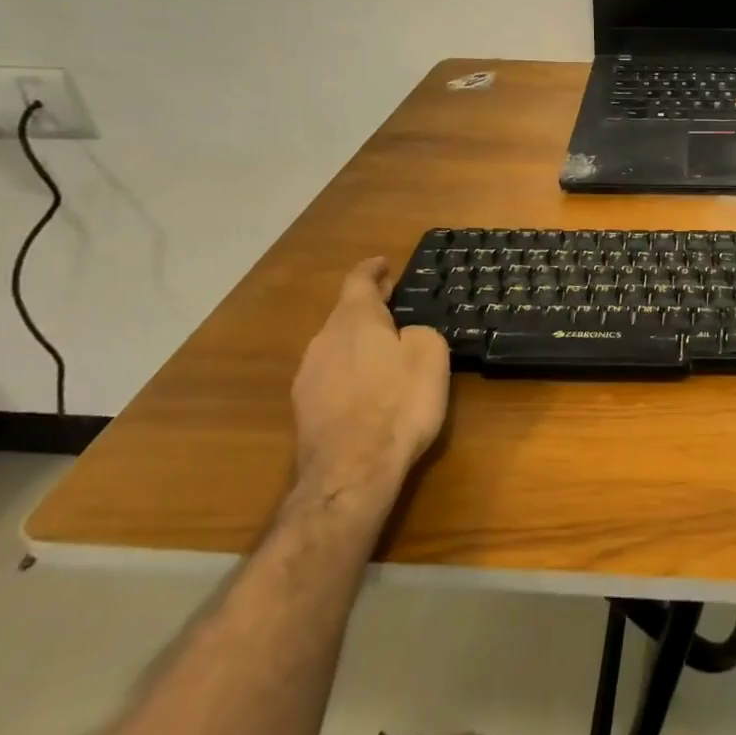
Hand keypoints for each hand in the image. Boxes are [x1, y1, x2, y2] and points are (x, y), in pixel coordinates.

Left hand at [290, 257, 450, 517]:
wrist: (352, 471)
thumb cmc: (398, 403)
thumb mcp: (431, 356)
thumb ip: (421, 332)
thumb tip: (408, 335)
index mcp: (354, 319)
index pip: (359, 281)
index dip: (372, 269)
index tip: (384, 263)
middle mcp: (323, 341)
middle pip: (346, 315)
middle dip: (369, 310)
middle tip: (396, 310)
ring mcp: (308, 377)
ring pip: (337, 347)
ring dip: (359, 344)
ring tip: (386, 353)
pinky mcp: (304, 410)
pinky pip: (332, 377)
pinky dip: (351, 373)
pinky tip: (369, 391)